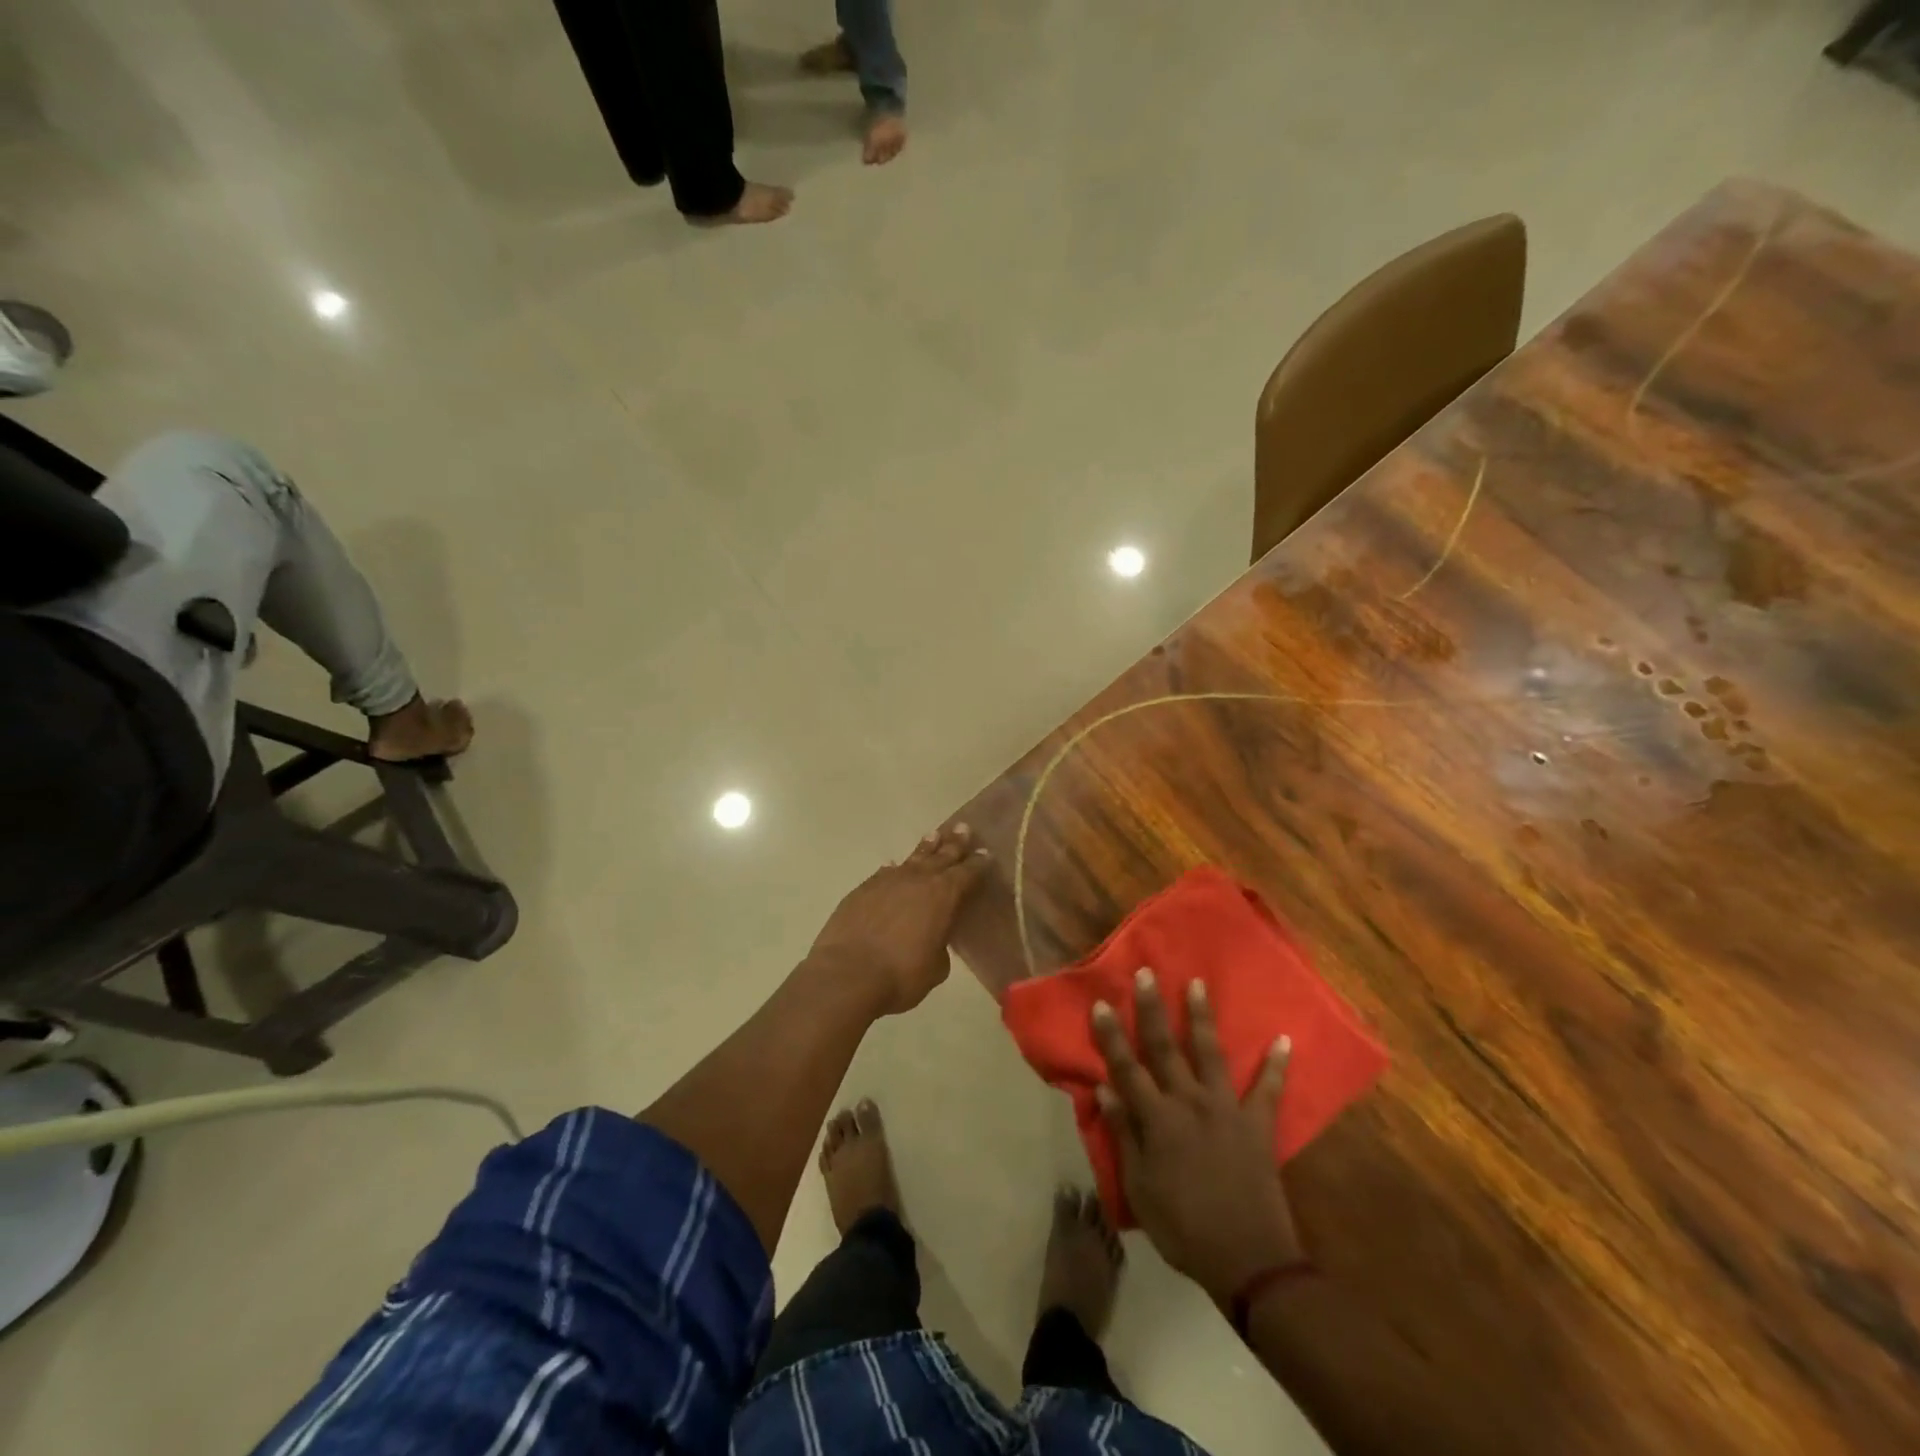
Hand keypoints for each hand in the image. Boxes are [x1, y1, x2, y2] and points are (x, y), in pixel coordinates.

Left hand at [807, 824, 989, 1015]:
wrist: (848, 974)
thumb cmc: (901, 975)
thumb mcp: (936, 967)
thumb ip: (940, 944)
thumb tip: (933, 936)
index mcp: (944, 895)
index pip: (968, 873)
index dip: (978, 863)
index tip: (985, 852)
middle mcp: (918, 880)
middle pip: (942, 855)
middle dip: (954, 843)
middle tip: (963, 828)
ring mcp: (888, 881)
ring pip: (913, 858)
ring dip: (926, 848)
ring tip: (934, 835)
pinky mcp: (863, 889)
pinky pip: (886, 873)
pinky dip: (895, 869)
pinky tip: (895, 866)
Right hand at [1093, 969, 1302, 1304]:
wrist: (1249, 1261)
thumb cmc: (1183, 1228)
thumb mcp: (1139, 1188)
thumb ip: (1124, 1135)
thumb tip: (1104, 1090)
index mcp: (1157, 1119)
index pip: (1126, 1068)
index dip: (1111, 1036)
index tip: (1101, 1003)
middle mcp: (1189, 1102)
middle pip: (1164, 1047)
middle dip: (1152, 1008)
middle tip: (1147, 973)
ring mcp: (1227, 1109)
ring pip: (1210, 1053)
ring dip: (1202, 1017)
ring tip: (1197, 984)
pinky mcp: (1258, 1125)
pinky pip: (1270, 1090)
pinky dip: (1277, 1065)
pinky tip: (1285, 1039)